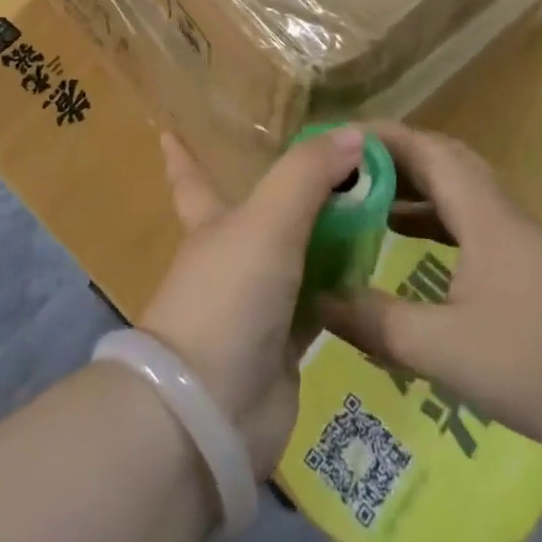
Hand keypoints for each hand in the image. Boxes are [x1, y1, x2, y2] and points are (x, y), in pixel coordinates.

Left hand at [142, 127, 363, 476]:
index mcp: (212, 222)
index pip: (191, 178)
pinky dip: (343, 286)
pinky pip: (321, 302)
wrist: (212, 411)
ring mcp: (259, 303)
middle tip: (332, 164)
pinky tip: (373, 268)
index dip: (182, 155)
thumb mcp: (267, 220)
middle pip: (263, 214)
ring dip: (326, 235)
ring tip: (369, 206)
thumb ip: (308, 174)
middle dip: (289, 191)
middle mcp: (233, 257)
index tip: (168, 130)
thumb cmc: (227, 296)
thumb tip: (353, 133)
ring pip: (298, 257)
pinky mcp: (286, 345)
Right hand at [320, 122, 541, 476]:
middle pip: (444, 161)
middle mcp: (502, 213)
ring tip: (366, 200)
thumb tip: (317, 297)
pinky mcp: (528, 267)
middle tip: (344, 168)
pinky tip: (410, 244)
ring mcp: (519, 239)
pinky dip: (433, 219)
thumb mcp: (446, 351)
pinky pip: (470, 220)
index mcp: (484, 214)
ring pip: (459, 191)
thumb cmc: (539, 368)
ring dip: (414, 187)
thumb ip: (377, 322)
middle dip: (392, 157)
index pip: (428, 149)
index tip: (337, 139)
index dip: (381, 137)